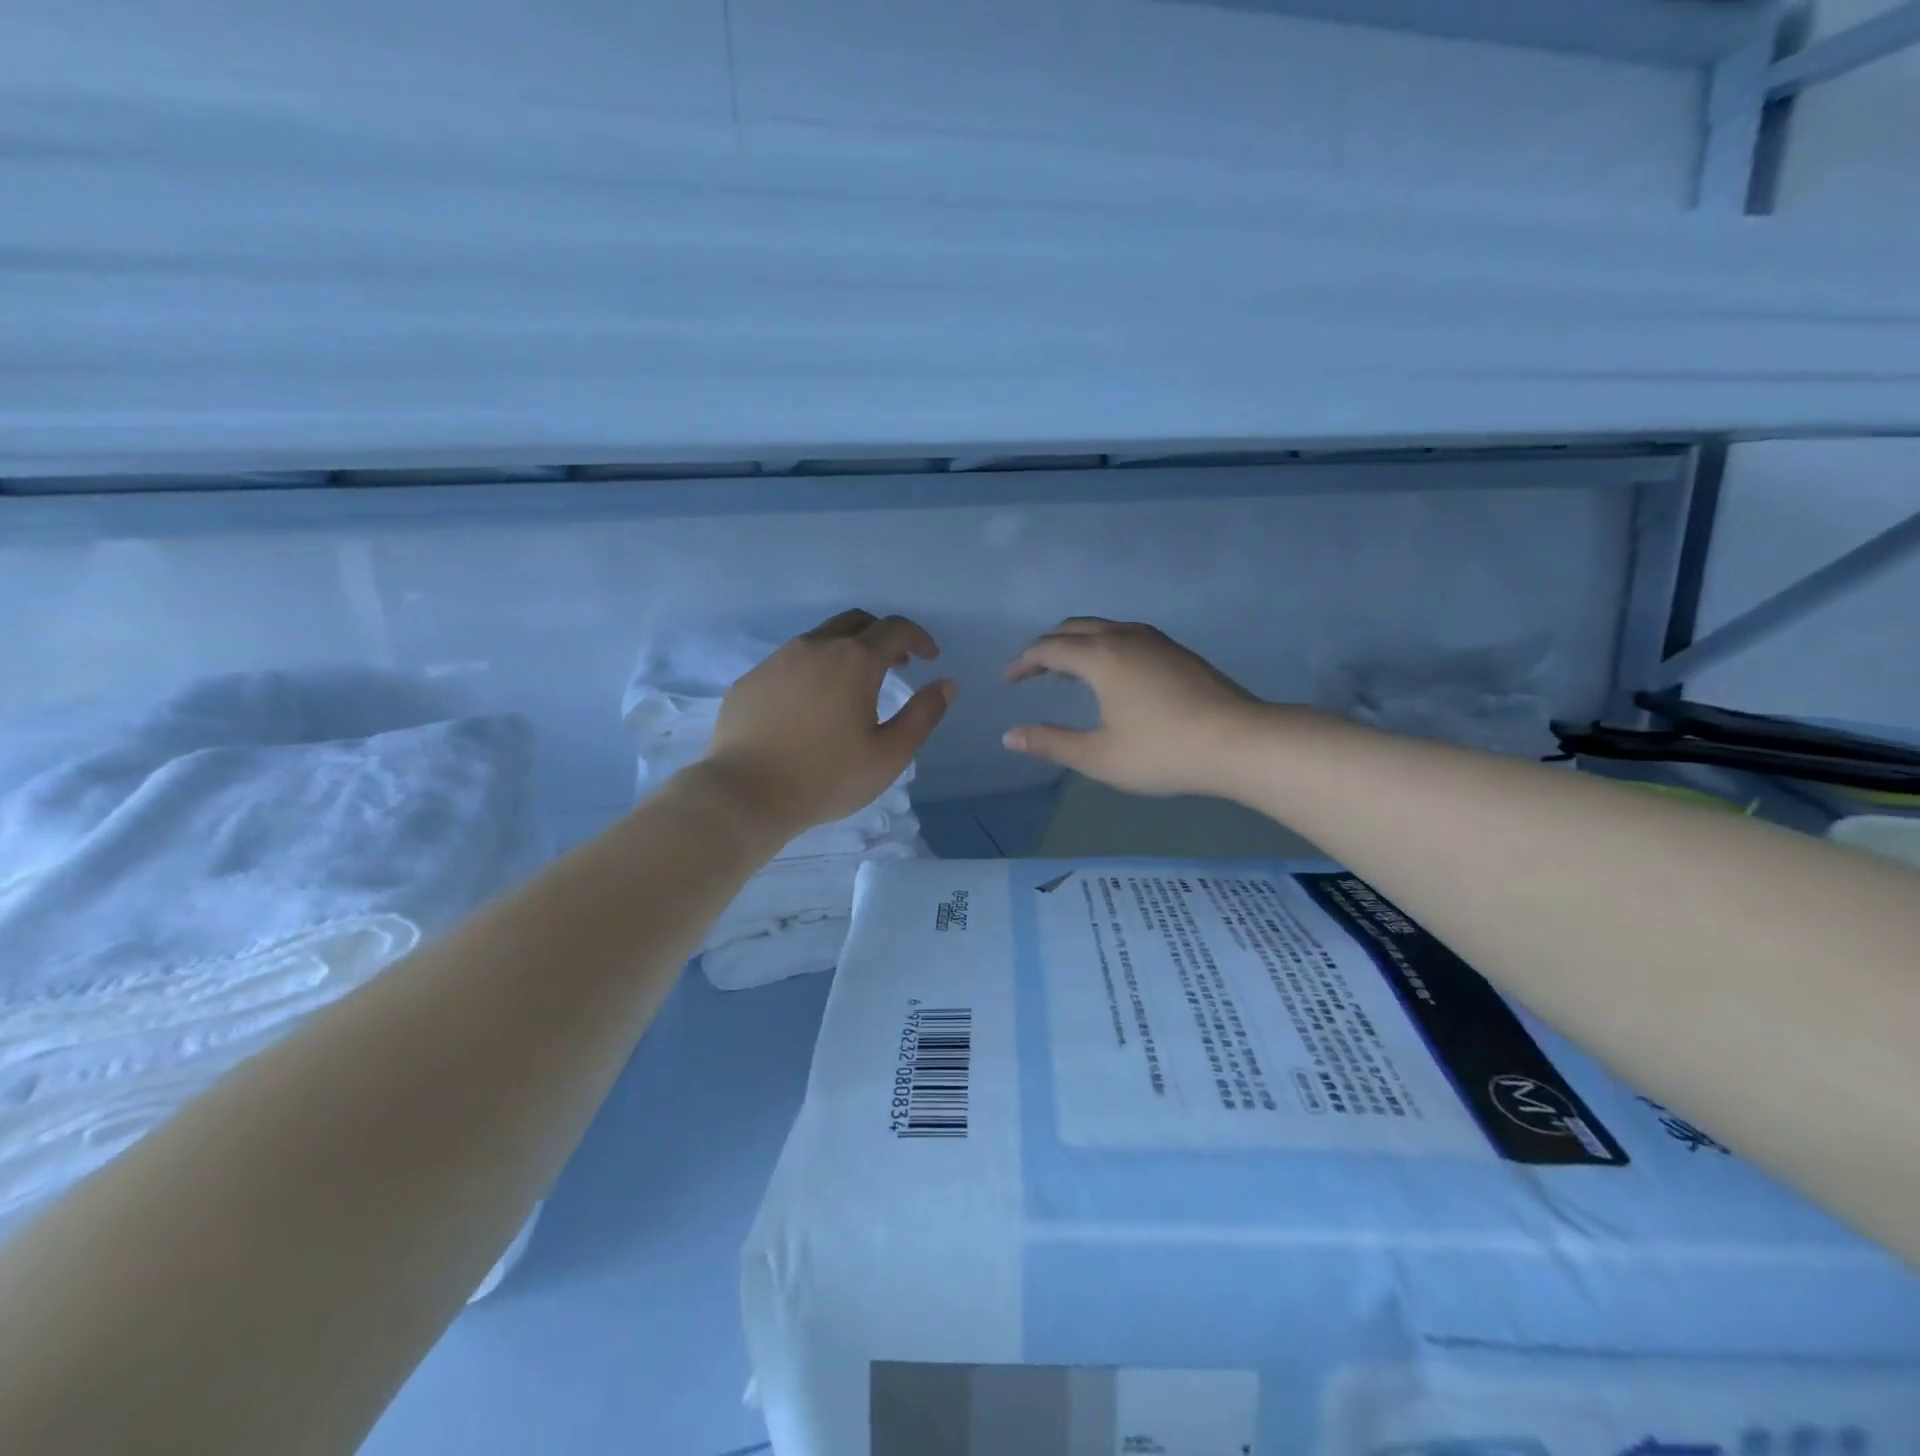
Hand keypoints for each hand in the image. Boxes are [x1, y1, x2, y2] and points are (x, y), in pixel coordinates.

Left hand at [700, 610, 955, 837]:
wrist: (744, 794)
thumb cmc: (826, 778)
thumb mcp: (889, 755)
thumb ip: (923, 715)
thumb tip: (946, 684)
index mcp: (854, 661)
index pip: (895, 629)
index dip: (918, 638)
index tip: (929, 657)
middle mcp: (815, 647)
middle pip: (857, 622)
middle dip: (883, 636)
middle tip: (896, 665)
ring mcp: (778, 660)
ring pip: (821, 638)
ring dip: (846, 651)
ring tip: (854, 686)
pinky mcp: (752, 679)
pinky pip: (791, 661)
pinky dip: (814, 669)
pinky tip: (811, 705)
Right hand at [1003, 618, 1261, 797]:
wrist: (1240, 742)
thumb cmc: (1163, 752)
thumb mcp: (1099, 757)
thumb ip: (1051, 743)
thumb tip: (1010, 736)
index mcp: (1101, 657)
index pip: (1048, 649)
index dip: (1023, 663)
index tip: (1008, 681)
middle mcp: (1124, 638)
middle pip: (1074, 628)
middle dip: (1047, 646)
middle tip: (1032, 672)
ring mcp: (1155, 641)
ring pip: (1103, 627)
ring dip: (1076, 642)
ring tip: (1066, 671)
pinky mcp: (1177, 652)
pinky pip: (1126, 634)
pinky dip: (1103, 645)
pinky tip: (1112, 673)